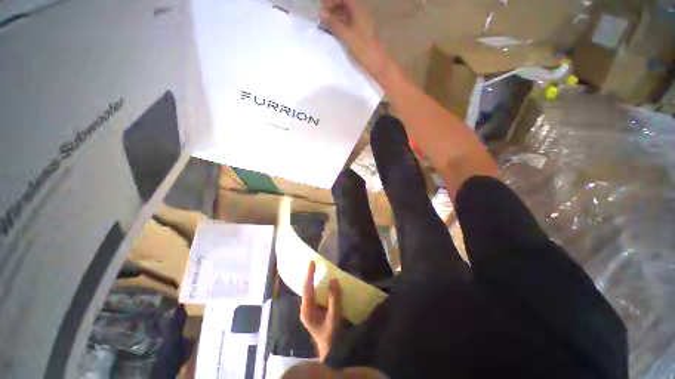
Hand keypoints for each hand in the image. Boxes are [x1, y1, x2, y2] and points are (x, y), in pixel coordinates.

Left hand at [300, 261, 342, 360]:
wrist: (330, 350)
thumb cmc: (331, 335)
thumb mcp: (334, 317)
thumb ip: (334, 298)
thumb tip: (334, 280)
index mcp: (307, 310)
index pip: (307, 288)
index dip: (309, 274)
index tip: (311, 262)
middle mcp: (305, 308)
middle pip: (306, 287)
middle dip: (309, 275)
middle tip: (314, 262)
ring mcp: (308, 309)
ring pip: (309, 290)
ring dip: (312, 279)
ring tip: (317, 267)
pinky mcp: (313, 309)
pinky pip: (314, 293)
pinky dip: (317, 285)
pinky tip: (321, 279)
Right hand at [320, 0, 390, 80]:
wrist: (380, 65)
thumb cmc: (365, 50)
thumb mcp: (348, 36)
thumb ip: (334, 23)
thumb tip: (321, 12)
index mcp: (359, 10)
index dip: (331, 1)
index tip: (322, 13)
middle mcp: (361, 14)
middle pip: (344, 5)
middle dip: (331, 10)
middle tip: (321, 21)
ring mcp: (362, 24)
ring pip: (346, 16)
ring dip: (335, 19)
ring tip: (326, 29)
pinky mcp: (362, 35)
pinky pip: (348, 26)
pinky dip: (340, 28)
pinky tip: (335, 36)